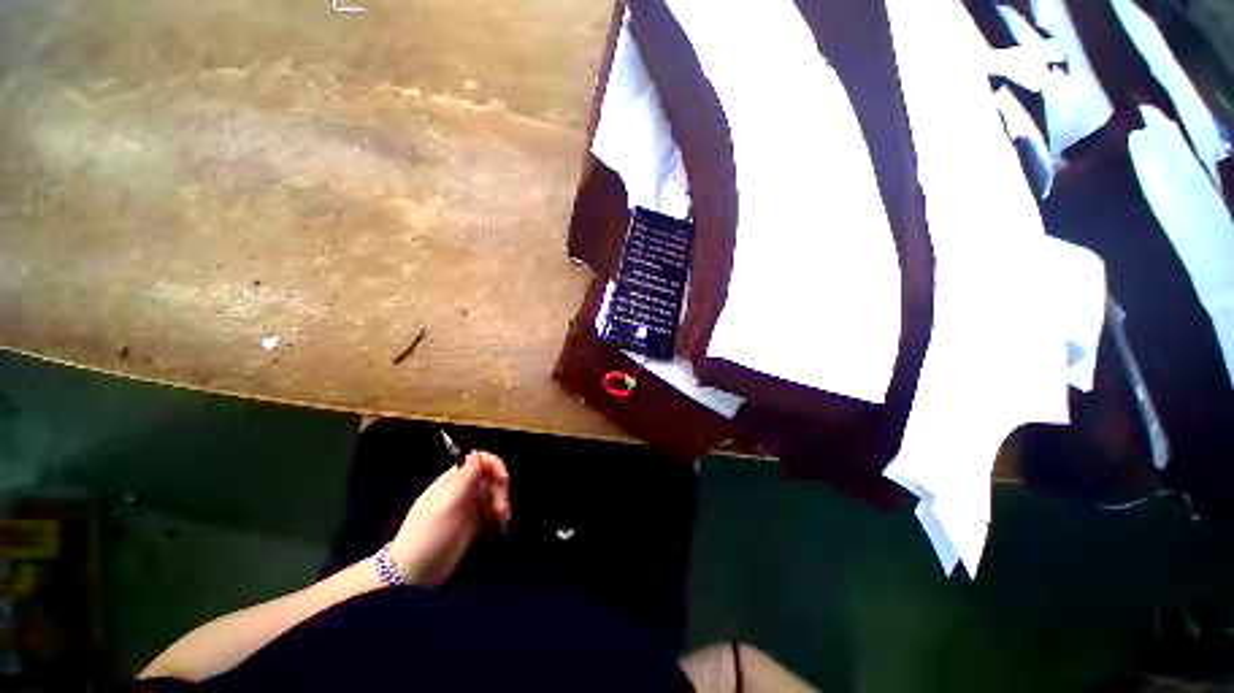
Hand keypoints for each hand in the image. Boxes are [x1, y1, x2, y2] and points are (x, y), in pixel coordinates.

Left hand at [388, 451, 510, 585]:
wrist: (413, 575)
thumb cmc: (427, 534)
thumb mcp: (445, 504)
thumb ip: (464, 478)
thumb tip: (477, 453)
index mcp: (453, 480)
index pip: (479, 460)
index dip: (494, 465)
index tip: (503, 479)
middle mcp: (463, 489)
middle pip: (491, 476)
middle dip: (500, 488)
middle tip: (501, 508)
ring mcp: (469, 507)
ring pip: (494, 493)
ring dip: (502, 501)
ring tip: (502, 518)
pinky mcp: (474, 523)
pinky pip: (493, 510)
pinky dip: (500, 514)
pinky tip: (501, 522)